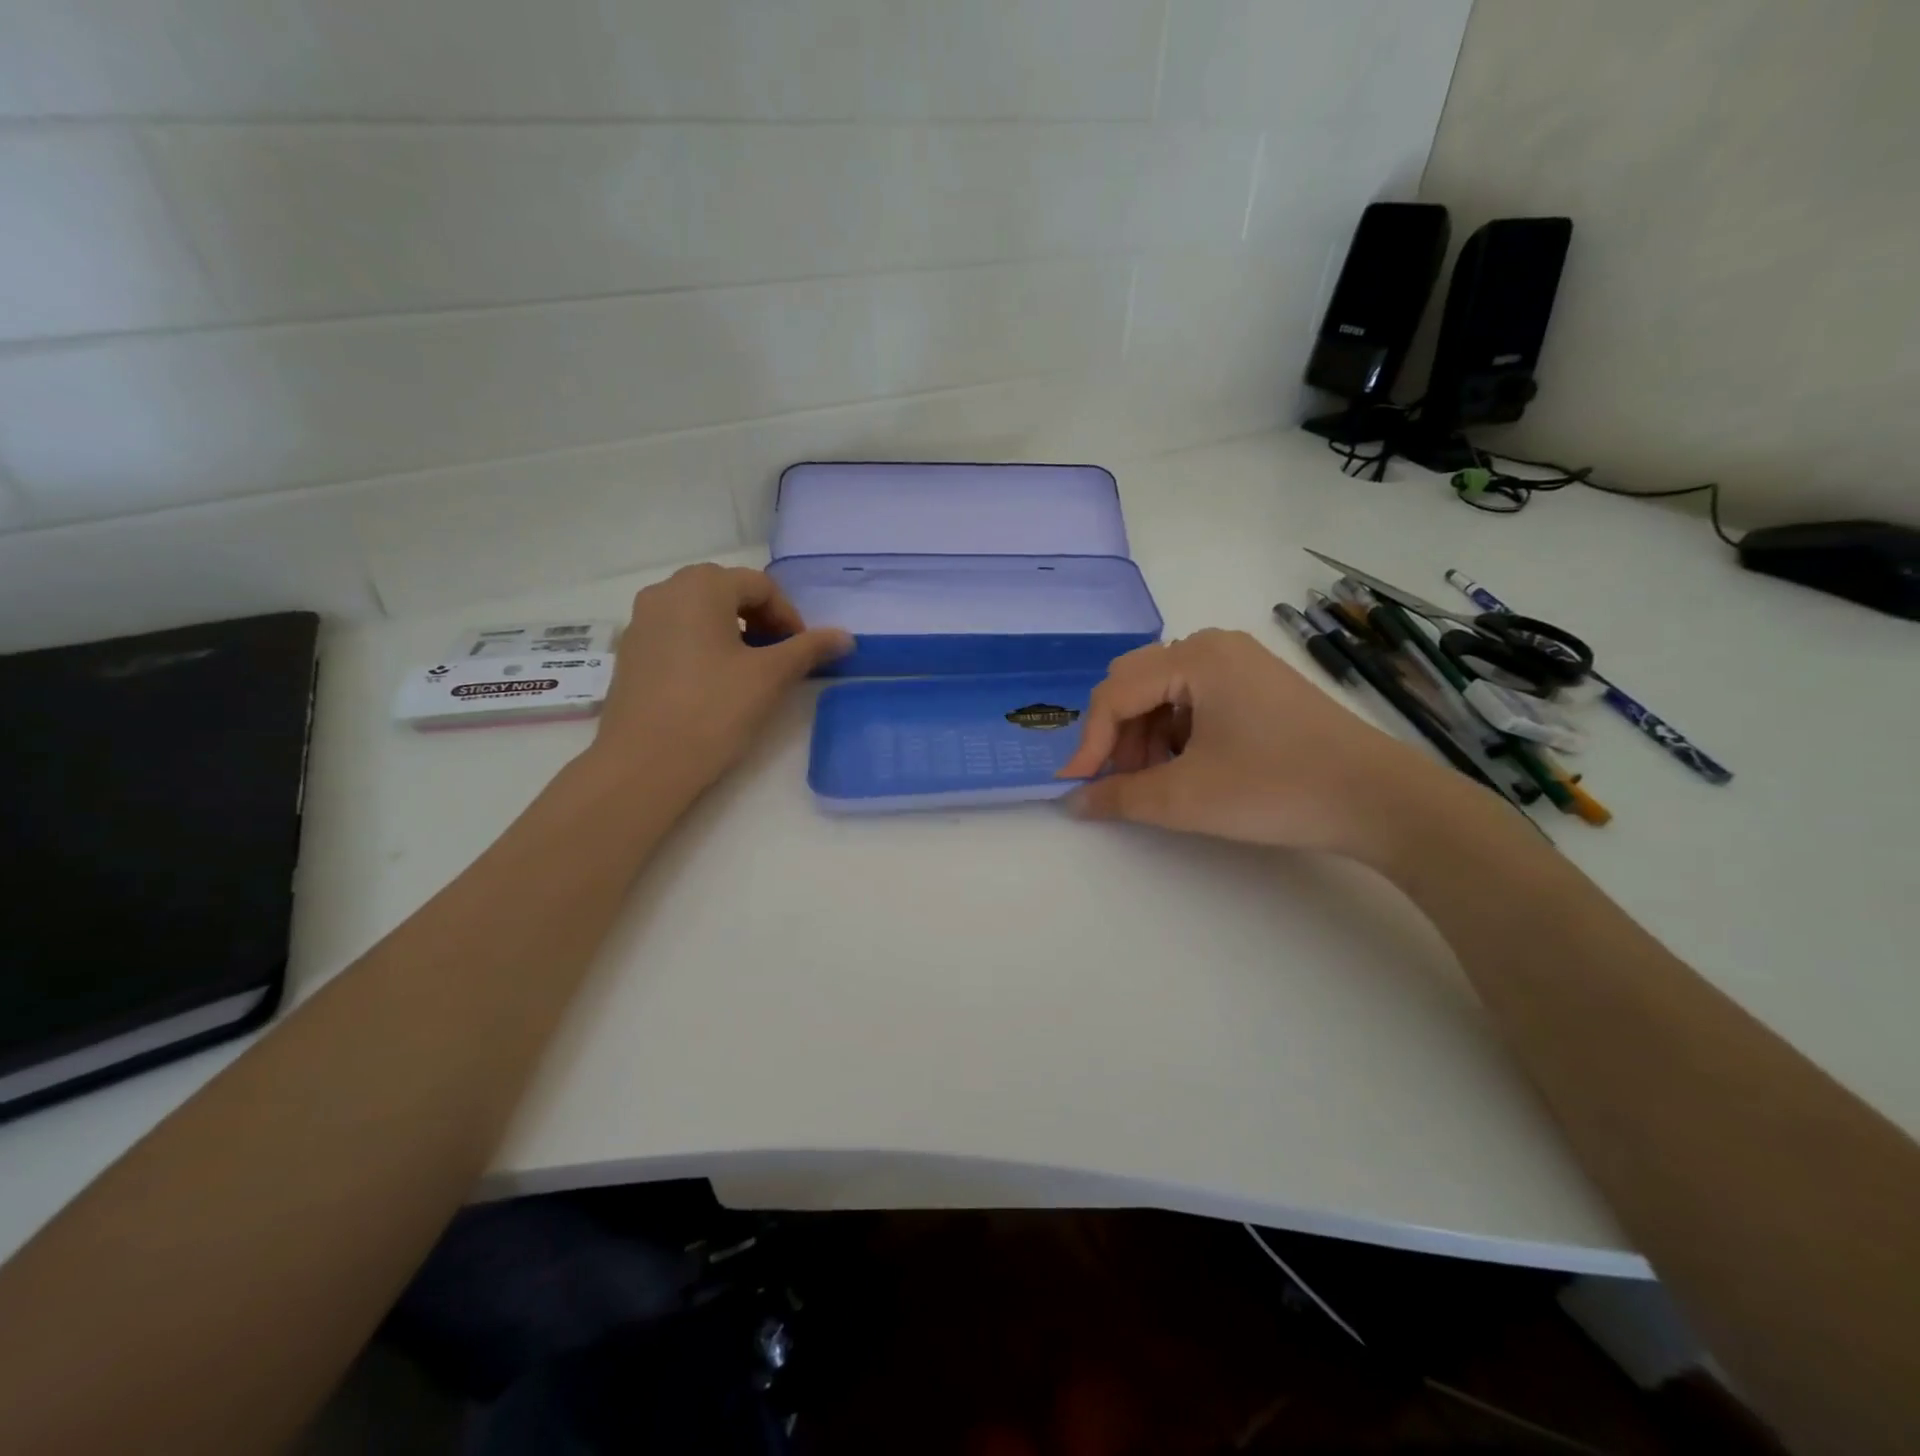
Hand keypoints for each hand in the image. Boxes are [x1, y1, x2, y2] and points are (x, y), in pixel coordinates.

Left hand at [587, 564, 850, 794]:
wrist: (645, 763)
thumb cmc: (714, 710)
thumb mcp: (770, 677)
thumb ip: (809, 649)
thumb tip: (845, 636)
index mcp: (701, 587)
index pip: (760, 586)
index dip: (789, 616)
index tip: (801, 651)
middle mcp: (665, 592)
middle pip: (726, 591)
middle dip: (760, 619)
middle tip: (779, 656)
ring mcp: (641, 621)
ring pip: (699, 611)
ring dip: (732, 630)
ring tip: (748, 669)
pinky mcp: (630, 652)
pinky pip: (676, 632)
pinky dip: (702, 644)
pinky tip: (712, 683)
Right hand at [1055, 629, 1459, 860]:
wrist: (1379, 799)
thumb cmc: (1276, 789)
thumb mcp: (1186, 798)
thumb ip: (1120, 797)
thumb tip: (1075, 802)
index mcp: (1195, 657)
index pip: (1115, 693)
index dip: (1089, 742)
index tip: (1076, 786)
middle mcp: (1213, 646)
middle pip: (1135, 683)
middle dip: (1117, 735)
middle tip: (1120, 782)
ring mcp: (1239, 662)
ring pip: (1162, 692)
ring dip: (1144, 735)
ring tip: (1156, 780)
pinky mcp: (1257, 684)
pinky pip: (1194, 699)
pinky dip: (1175, 732)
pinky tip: (1188, 766)